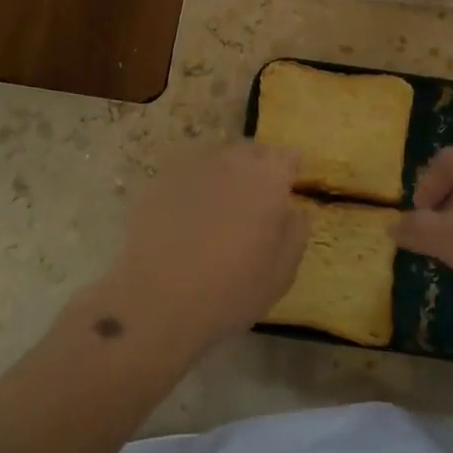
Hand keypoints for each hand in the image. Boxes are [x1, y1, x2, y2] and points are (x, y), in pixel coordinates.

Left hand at [87, 143, 310, 357]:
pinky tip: (188, 218)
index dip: (289, 168)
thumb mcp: (282, 271)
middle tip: (258, 196)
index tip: (288, 186)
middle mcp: (230, 163)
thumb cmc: (232, 290)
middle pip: (250, 151)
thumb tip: (294, 209)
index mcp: (267, 179)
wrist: (157, 301)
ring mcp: (190, 170)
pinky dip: (193, 189)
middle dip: (258, 166)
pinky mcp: (158, 185)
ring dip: (224, 175)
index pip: (287, 155)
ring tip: (221, 206)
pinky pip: (185, 177)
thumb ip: (295, 231)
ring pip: (216, 160)